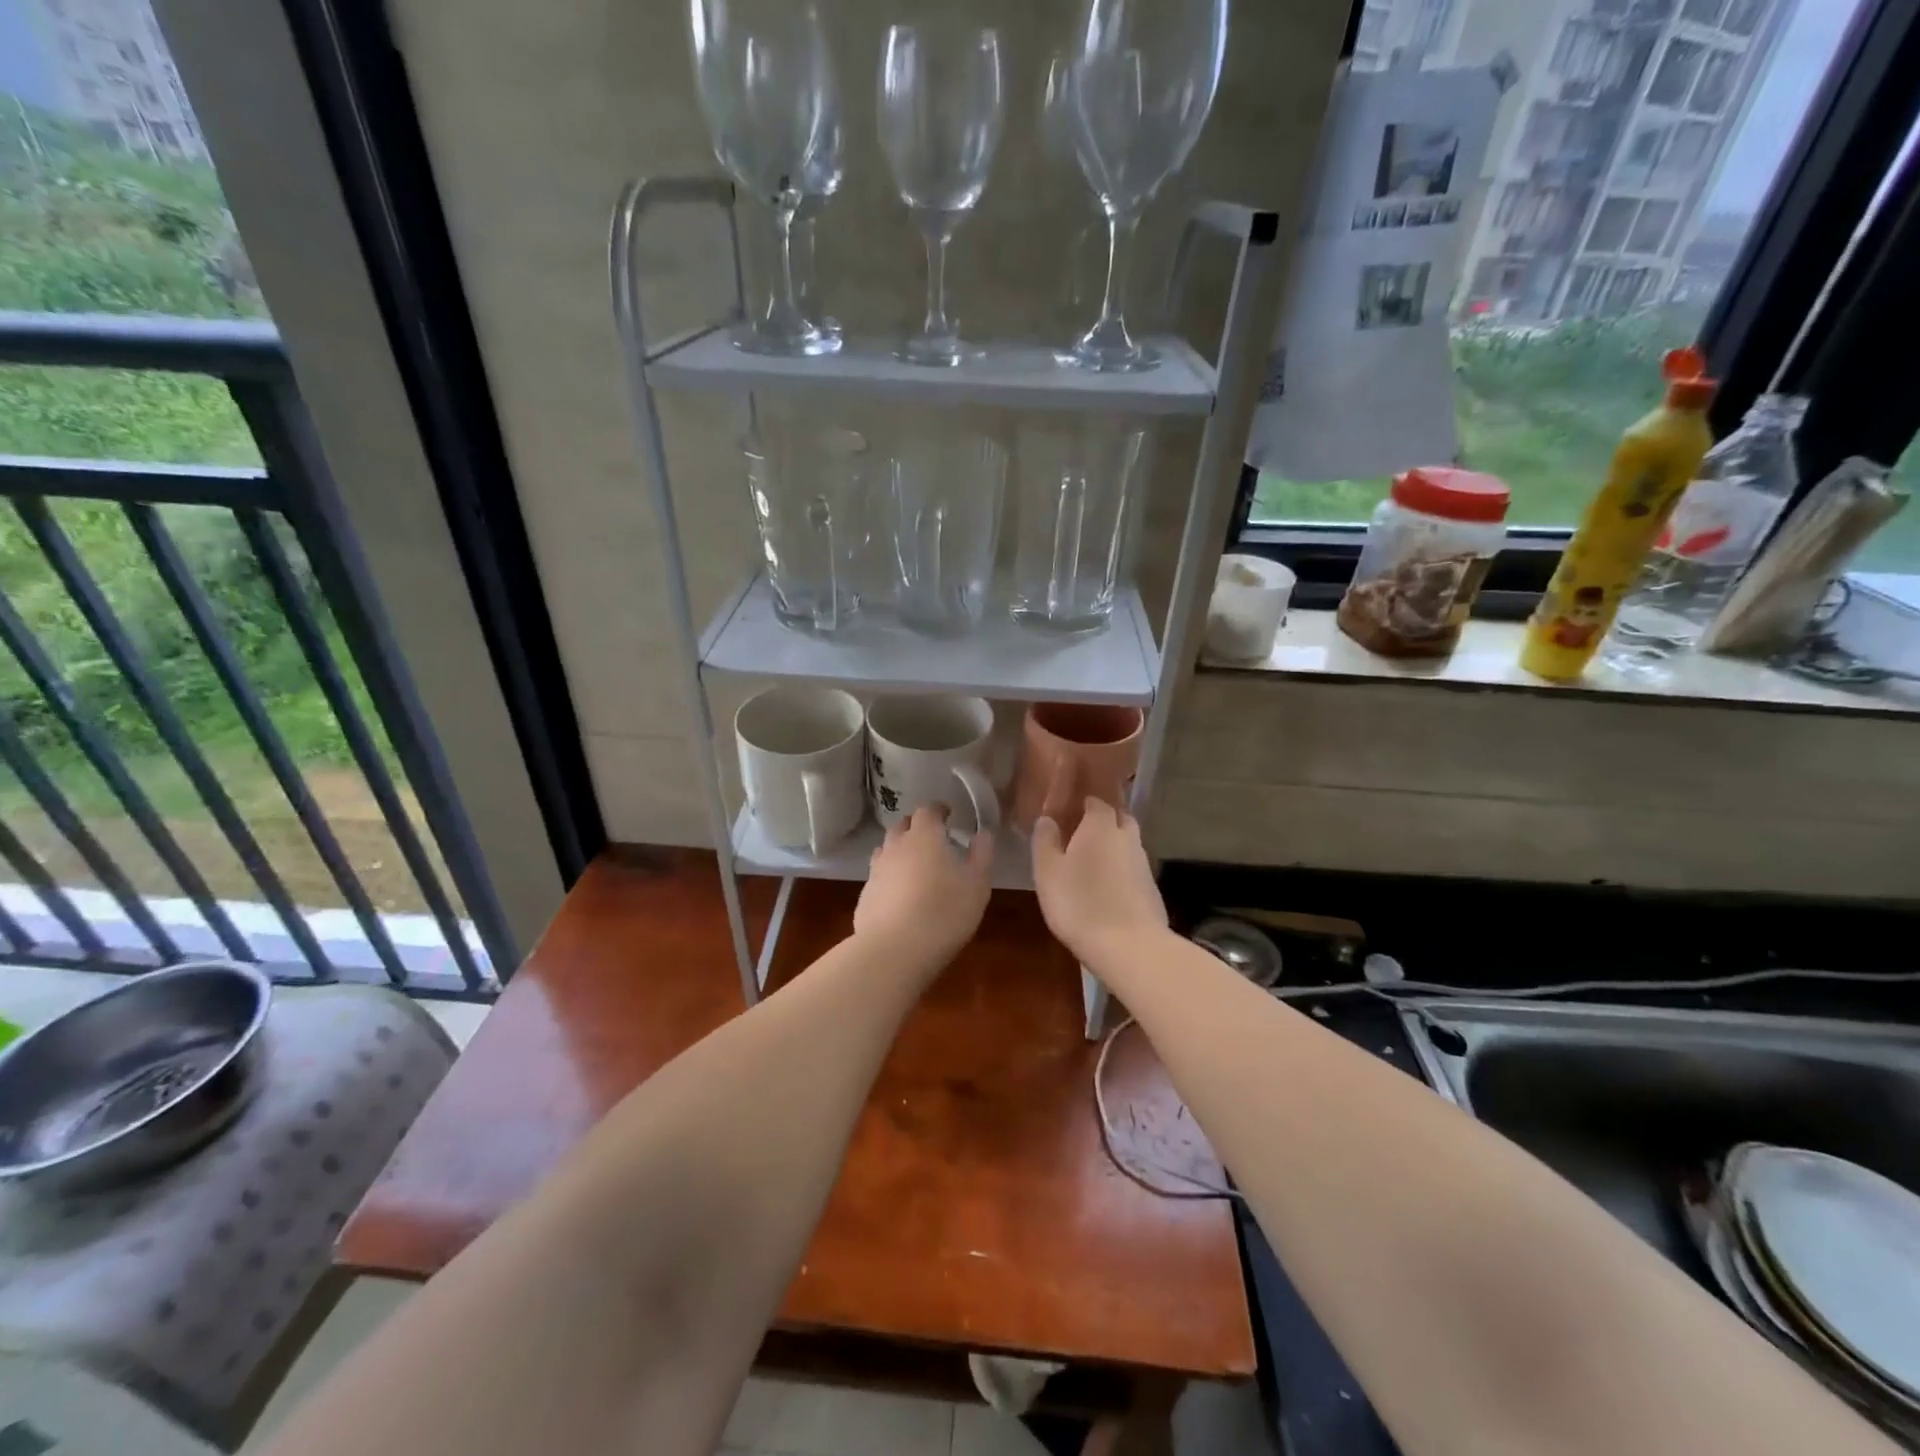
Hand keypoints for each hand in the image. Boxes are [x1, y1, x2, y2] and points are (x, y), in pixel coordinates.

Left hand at [854, 806, 993, 972]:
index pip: (927, 810)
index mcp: (924, 837)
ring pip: (886, 850)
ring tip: (915, 866)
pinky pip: (879, 878)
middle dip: (916, 827)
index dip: (938, 810)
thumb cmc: (945, 912)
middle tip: (932, 839)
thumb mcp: (977, 884)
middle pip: (902, 826)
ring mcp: (876, 871)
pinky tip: (900, 897)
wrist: (895, 951)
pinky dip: (890, 879)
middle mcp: (895, 846)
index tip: (948, 815)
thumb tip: (982, 834)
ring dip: (900, 851)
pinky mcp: (865, 896)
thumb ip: (982, 855)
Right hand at [1031, 799, 1167, 967]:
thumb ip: (1045, 841)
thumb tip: (1047, 819)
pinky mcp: (1152, 889)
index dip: (1082, 803)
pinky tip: (1107, 889)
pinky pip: (1133, 869)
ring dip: (1113, 847)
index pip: (1096, 801)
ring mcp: (1144, 863)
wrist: (1130, 947)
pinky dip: (1121, 871)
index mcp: (1100, 825)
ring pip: (1128, 844)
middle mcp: (1127, 837)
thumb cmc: (1080, 903)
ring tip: (1091, 864)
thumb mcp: (1048, 872)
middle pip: (1119, 818)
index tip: (1068, 812)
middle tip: (1080, 835)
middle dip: (1103, 821)